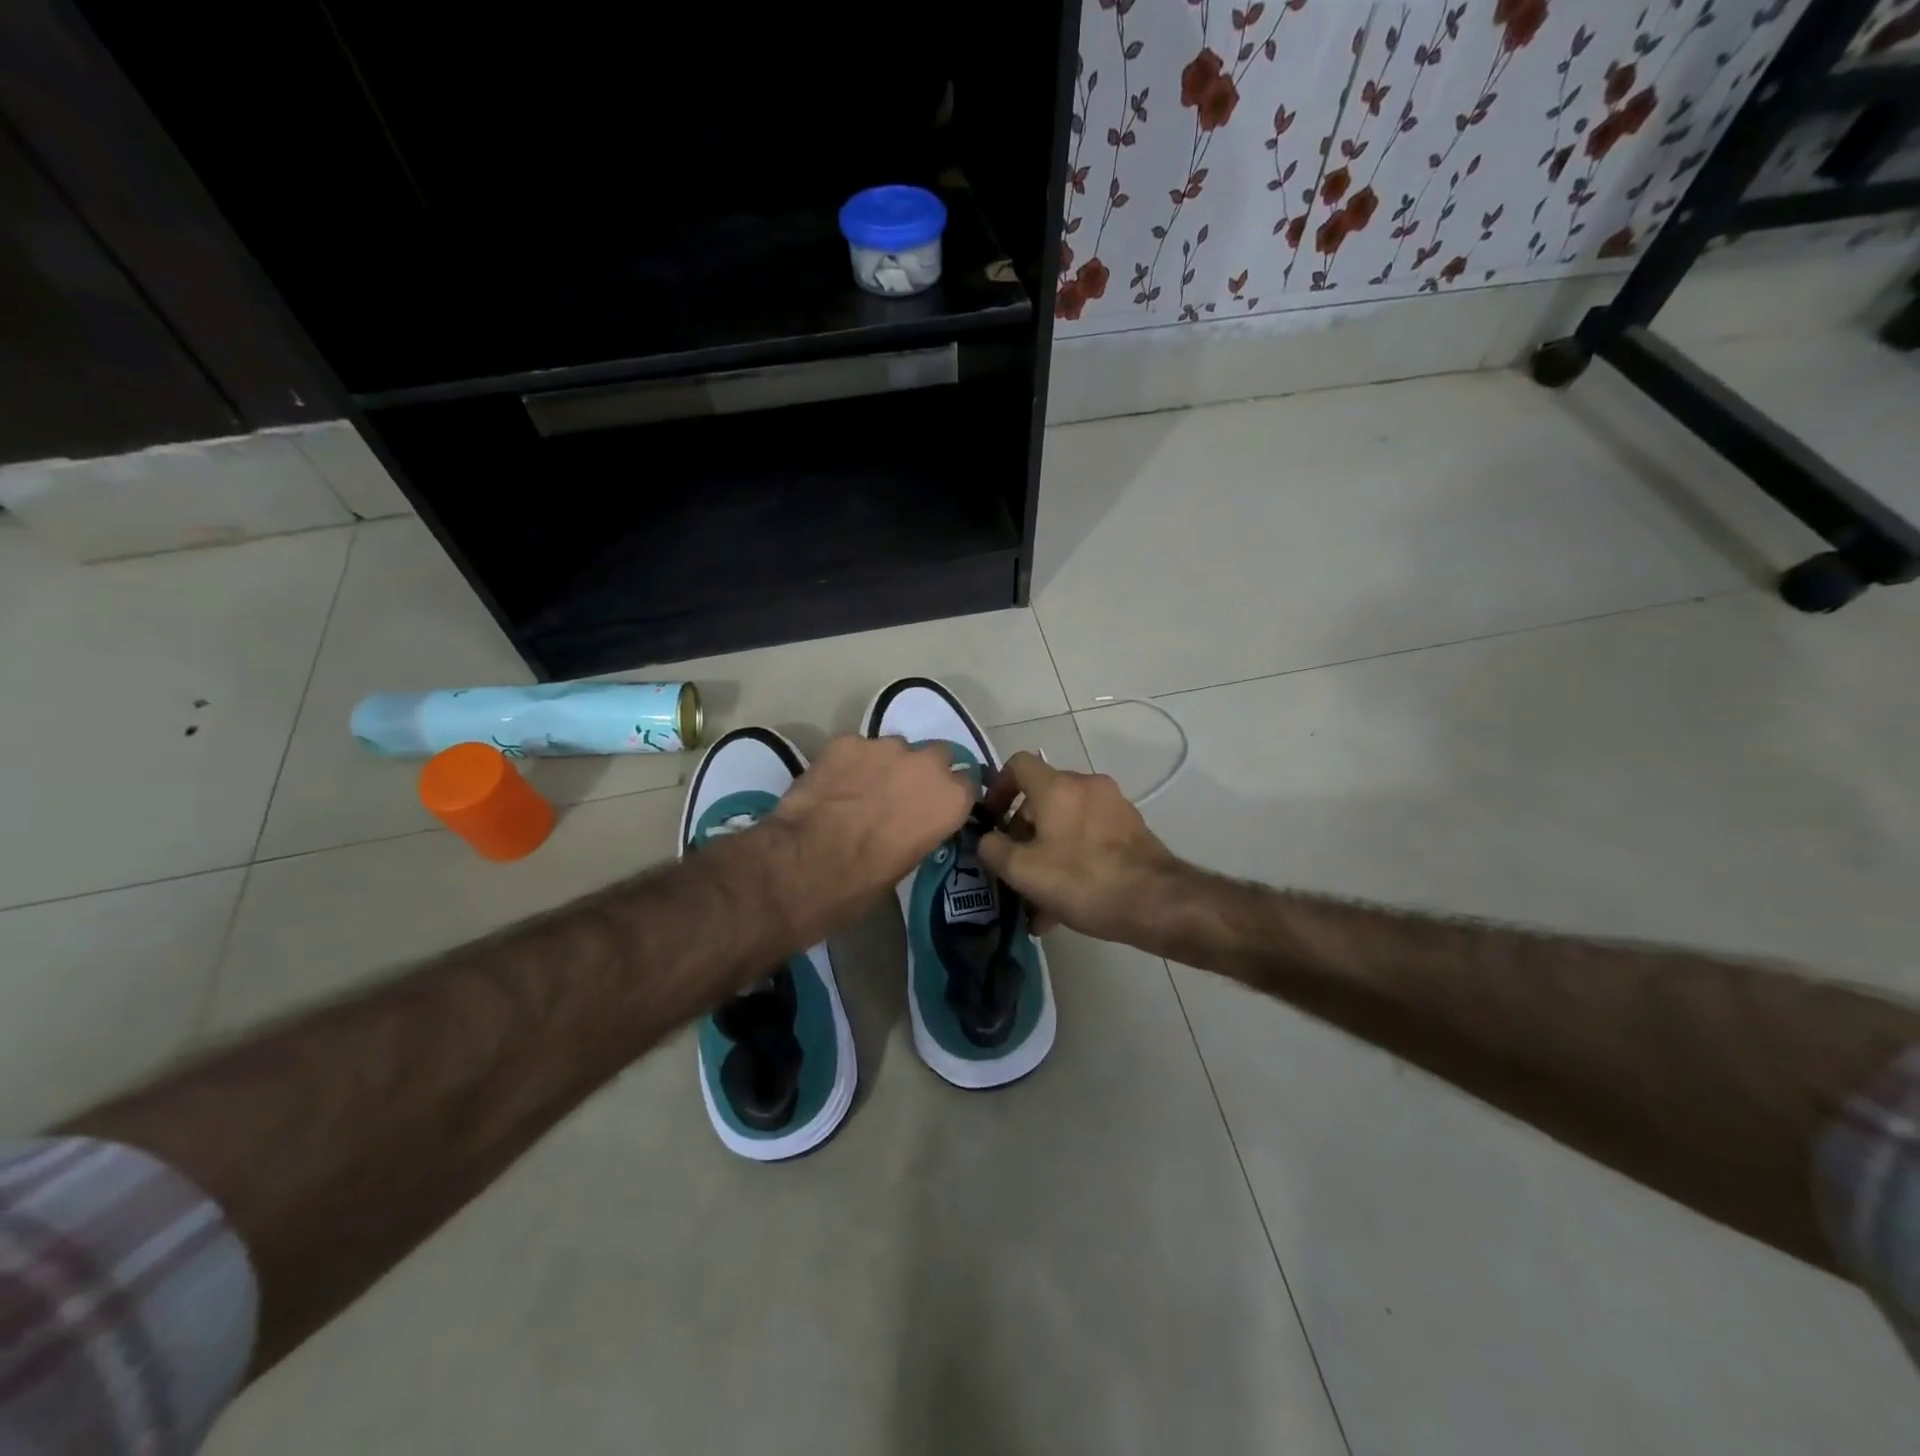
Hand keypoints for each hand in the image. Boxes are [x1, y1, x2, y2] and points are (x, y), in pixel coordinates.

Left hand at [762, 735, 974, 943]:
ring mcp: (885, 747)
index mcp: (949, 800)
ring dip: (887, 764)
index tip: (937, 806)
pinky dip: (851, 762)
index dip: (950, 794)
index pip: (968, 783)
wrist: (802, 865)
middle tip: (900, 794)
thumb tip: (911, 822)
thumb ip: (921, 830)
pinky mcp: (847, 741)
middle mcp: (926, 765)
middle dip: (923, 771)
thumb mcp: (907, 864)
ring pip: (896, 747)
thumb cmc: (860, 883)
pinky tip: (833, 784)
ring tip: (861, 789)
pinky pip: (858, 748)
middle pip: (938, 755)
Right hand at [975, 752, 1185, 945]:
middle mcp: (1087, 786)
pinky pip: (1089, 836)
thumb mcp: (1023, 871)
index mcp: (1058, 786)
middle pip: (1042, 797)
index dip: (998, 787)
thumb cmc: (1083, 879)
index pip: (1018, 764)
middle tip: (1014, 867)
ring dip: (1047, 852)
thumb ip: (994, 849)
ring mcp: (1113, 806)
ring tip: (1037, 899)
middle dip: (1022, 832)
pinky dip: (1072, 859)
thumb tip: (988, 840)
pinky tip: (1065, 904)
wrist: (1157, 901)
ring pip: (1066, 822)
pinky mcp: (1131, 829)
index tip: (993, 819)